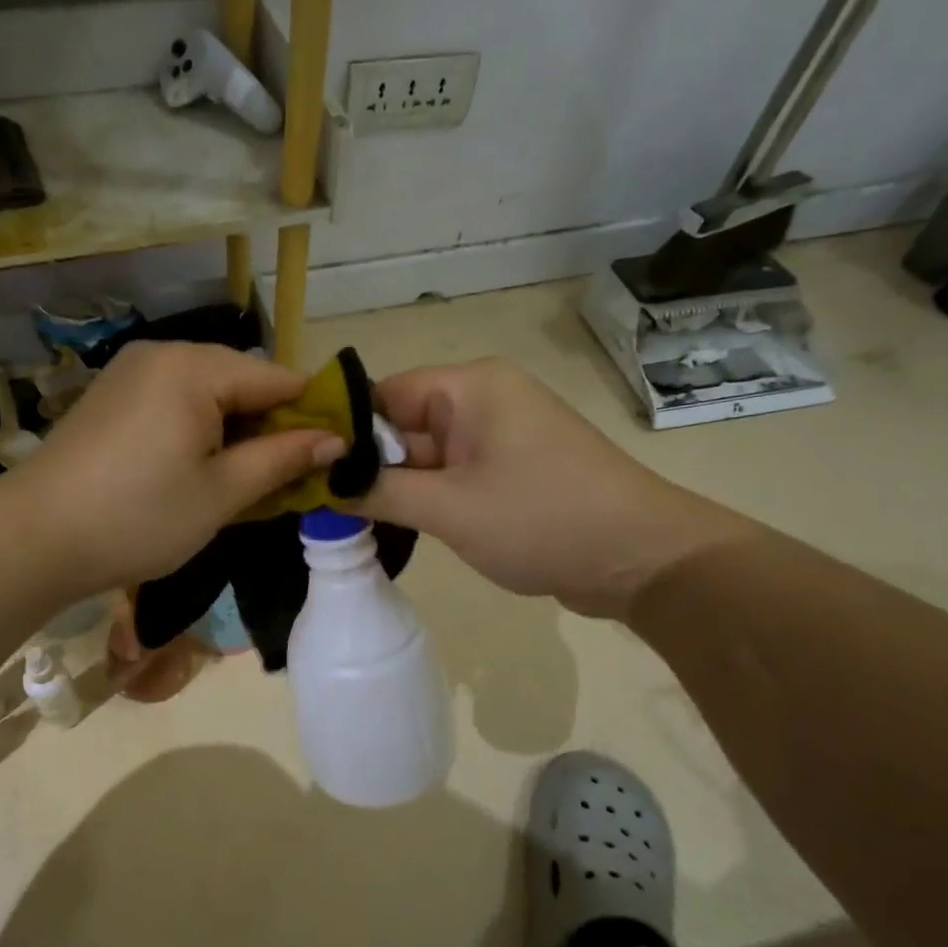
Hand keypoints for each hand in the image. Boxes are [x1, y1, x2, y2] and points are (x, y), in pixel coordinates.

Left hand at [8, 342, 344, 594]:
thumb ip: (283, 459)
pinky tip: (201, 471)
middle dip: (272, 427)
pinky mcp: (113, 397)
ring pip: (210, 394)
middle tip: (289, 480)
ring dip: (237, 432)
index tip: (333, 457)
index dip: (313, 416)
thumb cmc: (139, 517)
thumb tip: (337, 439)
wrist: (34, 537)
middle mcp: (164, 354)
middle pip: (244, 381)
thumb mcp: (222, 493)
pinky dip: (200, 431)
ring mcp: (132, 373)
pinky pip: (176, 402)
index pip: (280, 377)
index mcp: (195, 367)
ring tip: (246, 482)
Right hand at [358, 359, 754, 620]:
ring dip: (396, 486)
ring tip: (348, 520)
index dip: (342, 431)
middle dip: (367, 465)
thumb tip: (320, 483)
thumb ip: (378, 492)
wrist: (642, 559)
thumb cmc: (541, 520)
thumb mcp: (448, 508)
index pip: (383, 394)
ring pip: (427, 454)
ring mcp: (500, 436)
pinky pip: (454, 474)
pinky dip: (428, 497)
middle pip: (403, 424)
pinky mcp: (512, 469)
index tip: (306, 471)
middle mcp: (483, 400)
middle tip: (319, 506)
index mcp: (469, 387)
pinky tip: (397, 526)